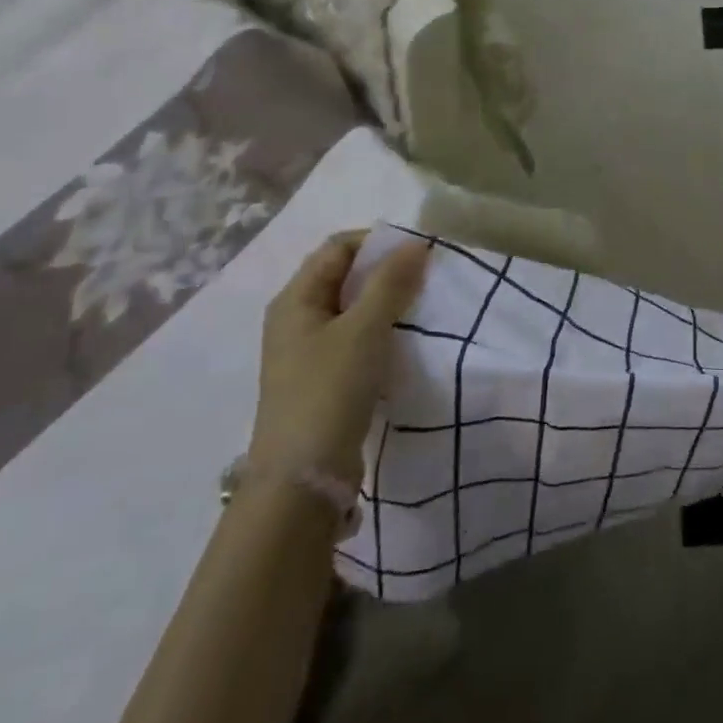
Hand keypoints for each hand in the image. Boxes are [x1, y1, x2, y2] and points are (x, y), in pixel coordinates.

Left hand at [248, 231, 430, 485]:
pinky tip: (407, 341)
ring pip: (354, 308)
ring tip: (423, 307)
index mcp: (295, 299)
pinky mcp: (325, 378)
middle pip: (345, 276)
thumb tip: (417, 243)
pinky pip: (357, 338)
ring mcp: (309, 351)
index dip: (378, 242)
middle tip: (427, 278)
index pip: (338, 247)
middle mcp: (297, 319)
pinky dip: (382, 331)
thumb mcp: (363, 330)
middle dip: (386, 271)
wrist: (303, 480)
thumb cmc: (328, 391)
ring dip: (387, 302)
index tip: (419, 252)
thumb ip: (390, 282)